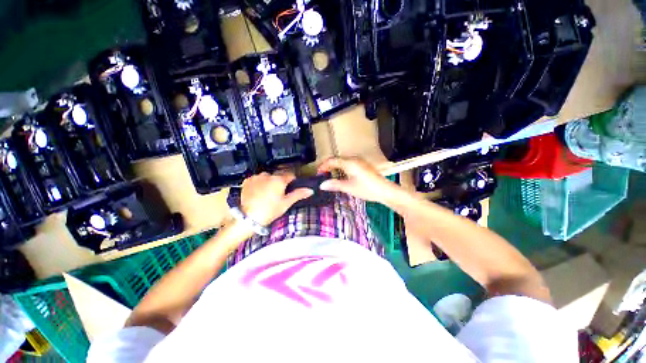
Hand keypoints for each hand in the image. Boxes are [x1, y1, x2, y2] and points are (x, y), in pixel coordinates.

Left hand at [240, 172, 312, 225]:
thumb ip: (298, 194)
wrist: (248, 218)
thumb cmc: (270, 211)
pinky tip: (258, 193)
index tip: (290, 189)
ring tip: (267, 195)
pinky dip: (259, 184)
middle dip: (280, 183)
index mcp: (279, 180)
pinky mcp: (247, 181)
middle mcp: (268, 175)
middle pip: (278, 176)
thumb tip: (310, 190)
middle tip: (278, 195)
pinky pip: (257, 179)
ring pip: (267, 177)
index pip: (290, 175)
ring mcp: (256, 177)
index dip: (292, 182)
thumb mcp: (286, 203)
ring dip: (269, 182)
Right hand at [317, 157, 399, 202]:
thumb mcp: (349, 187)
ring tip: (330, 175)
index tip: (318, 173)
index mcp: (349, 162)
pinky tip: (342, 176)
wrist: (385, 191)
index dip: (323, 166)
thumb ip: (335, 185)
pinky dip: (342, 168)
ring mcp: (360, 162)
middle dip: (328, 165)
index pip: (332, 160)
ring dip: (335, 166)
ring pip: (343, 161)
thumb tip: (322, 185)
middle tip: (322, 175)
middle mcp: (354, 159)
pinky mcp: (363, 165)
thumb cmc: (367, 189)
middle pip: (337, 159)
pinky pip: (348, 163)